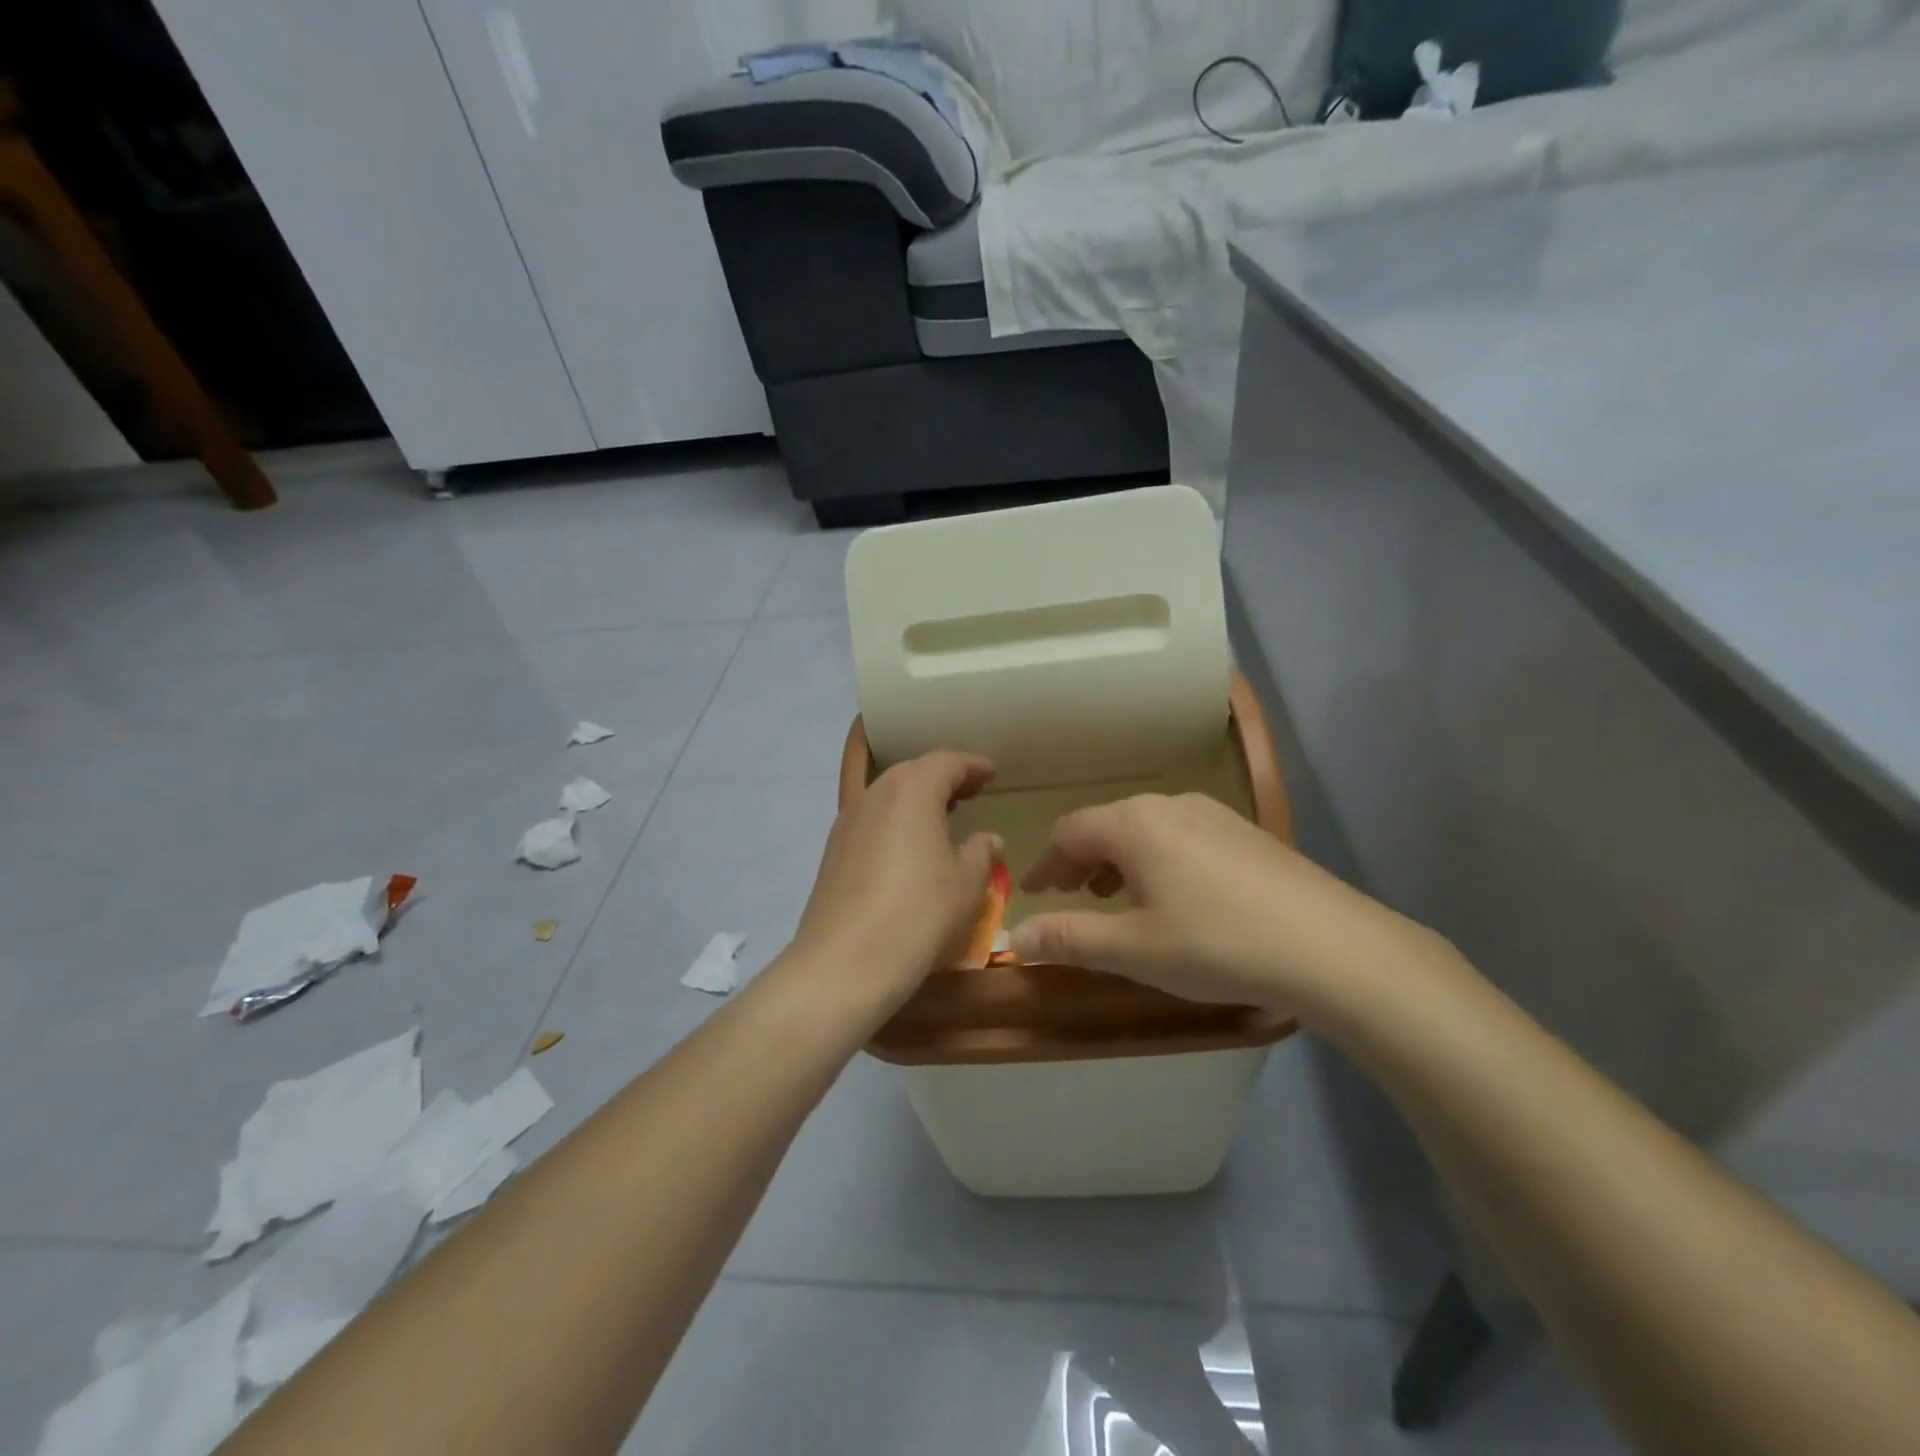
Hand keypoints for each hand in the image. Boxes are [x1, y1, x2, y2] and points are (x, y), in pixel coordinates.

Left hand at [790, 751, 1002, 1013]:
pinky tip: (908, 847)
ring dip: (917, 798)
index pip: (947, 762)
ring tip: (942, 817)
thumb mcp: (967, 884)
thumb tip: (988, 838)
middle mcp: (876, 794)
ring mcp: (848, 822)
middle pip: (913, 771)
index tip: (992, 774)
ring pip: (888, 794)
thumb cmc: (919, 914)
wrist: (844, 963)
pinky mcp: (832, 851)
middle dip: (943, 777)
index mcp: (913, 790)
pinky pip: (871, 819)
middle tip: (970, 792)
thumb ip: (981, 852)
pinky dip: (895, 820)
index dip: (973, 766)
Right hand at [1010, 793, 1437, 1020]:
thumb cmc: (1216, 944)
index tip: (1031, 893)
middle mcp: (1169, 804)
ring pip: (1145, 829)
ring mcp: (1213, 813)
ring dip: (1119, 861)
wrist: (1330, 946)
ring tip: (1117, 899)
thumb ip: (1069, 938)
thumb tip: (1014, 938)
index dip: (1044, 863)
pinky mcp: (1244, 831)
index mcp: (1133, 823)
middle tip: (1070, 897)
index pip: (1069, 832)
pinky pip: (1180, 835)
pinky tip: (1174, 896)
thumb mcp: (1133, 948)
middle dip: (1080, 861)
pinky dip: (1156, 860)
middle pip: (1107, 825)